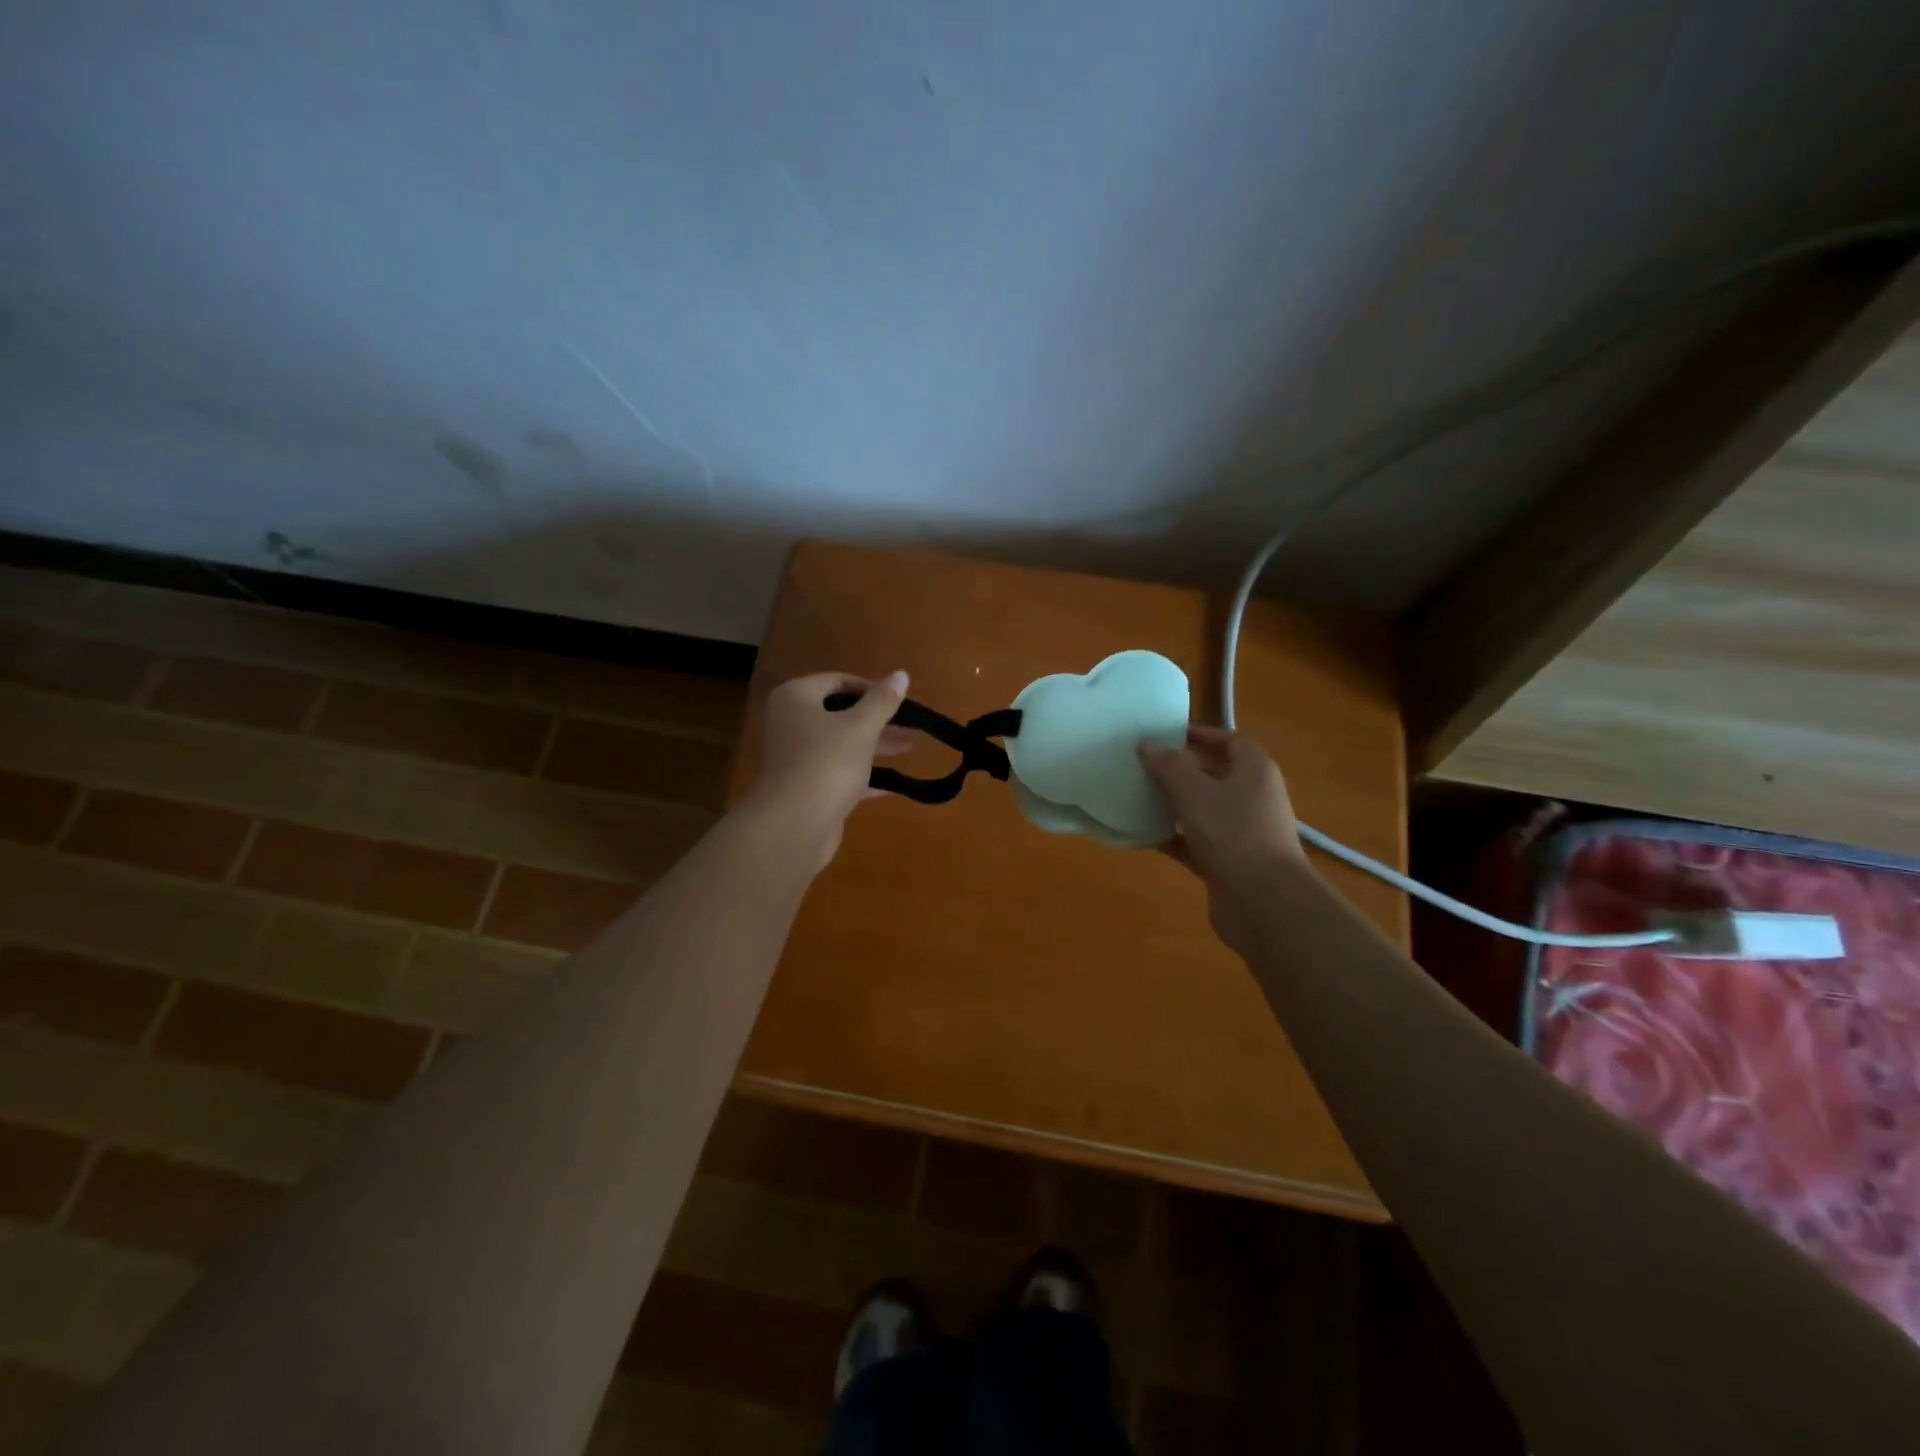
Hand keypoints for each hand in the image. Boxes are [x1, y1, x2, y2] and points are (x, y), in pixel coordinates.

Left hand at [746, 671, 911, 870]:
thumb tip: (901, 674)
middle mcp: (790, 722)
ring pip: (840, 743)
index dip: (870, 688)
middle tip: (909, 725)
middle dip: (876, 719)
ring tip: (909, 748)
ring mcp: (795, 757)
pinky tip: (891, 784)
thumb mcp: (861, 727)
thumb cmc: (827, 762)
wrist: (794, 825)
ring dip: (873, 745)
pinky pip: (837, 772)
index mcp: (796, 698)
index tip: (899, 700)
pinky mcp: (804, 787)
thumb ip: (883, 701)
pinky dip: (861, 774)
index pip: (836, 681)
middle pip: (838, 713)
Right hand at [1139, 725, 1307, 955]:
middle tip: (1143, 764)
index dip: (1200, 734)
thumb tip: (1147, 744)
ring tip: (1137, 794)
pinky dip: (1172, 837)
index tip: (1165, 734)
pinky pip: (1194, 842)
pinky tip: (1142, 835)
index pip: (1229, 741)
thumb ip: (1169, 765)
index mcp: (1254, 771)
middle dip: (1180, 769)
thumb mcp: (1195, 792)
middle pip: (1214, 775)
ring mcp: (1240, 833)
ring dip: (1173, 804)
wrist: (1265, 904)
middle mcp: (1251, 798)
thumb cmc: (1234, 834)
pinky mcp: (1227, 862)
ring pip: (1202, 810)